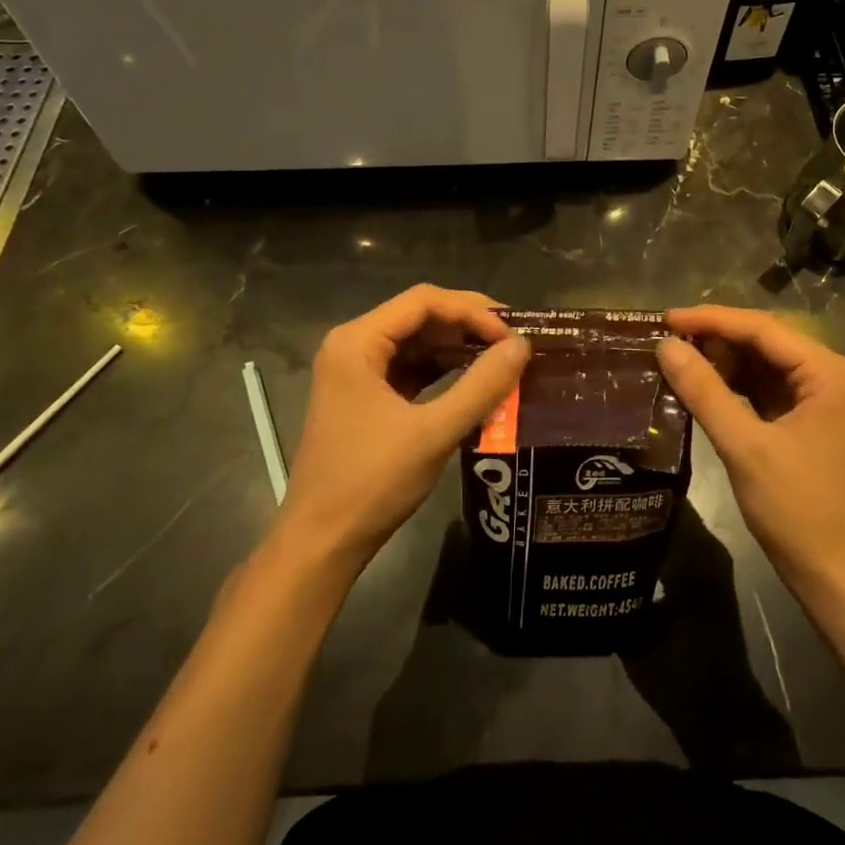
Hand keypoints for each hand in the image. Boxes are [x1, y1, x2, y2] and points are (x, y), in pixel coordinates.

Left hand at [279, 286, 530, 570]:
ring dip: (458, 348)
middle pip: (420, 316)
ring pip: (417, 343)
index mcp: (357, 342)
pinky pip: (410, 369)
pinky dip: (443, 371)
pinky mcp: (365, 397)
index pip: (424, 302)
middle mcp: (353, 346)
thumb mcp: (434, 432)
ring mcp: (357, 372)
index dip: (473, 311)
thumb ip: (481, 386)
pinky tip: (476, 380)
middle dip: (468, 326)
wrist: (322, 543)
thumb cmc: (372, 482)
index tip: (512, 334)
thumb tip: (522, 346)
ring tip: (503, 359)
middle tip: (515, 341)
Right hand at [658, 306, 844, 603]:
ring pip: (761, 364)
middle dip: (714, 338)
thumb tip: (664, 346)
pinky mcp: (805, 421)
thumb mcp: (745, 446)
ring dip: (720, 361)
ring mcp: (819, 399)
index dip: (710, 319)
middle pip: (763, 341)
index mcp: (828, 372)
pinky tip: (698, 385)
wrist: (837, 575)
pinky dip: (731, 386)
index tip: (664, 318)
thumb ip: (704, 391)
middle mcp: (829, 375)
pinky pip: (763, 389)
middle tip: (664, 338)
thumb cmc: (798, 509)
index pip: (762, 328)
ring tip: (674, 357)